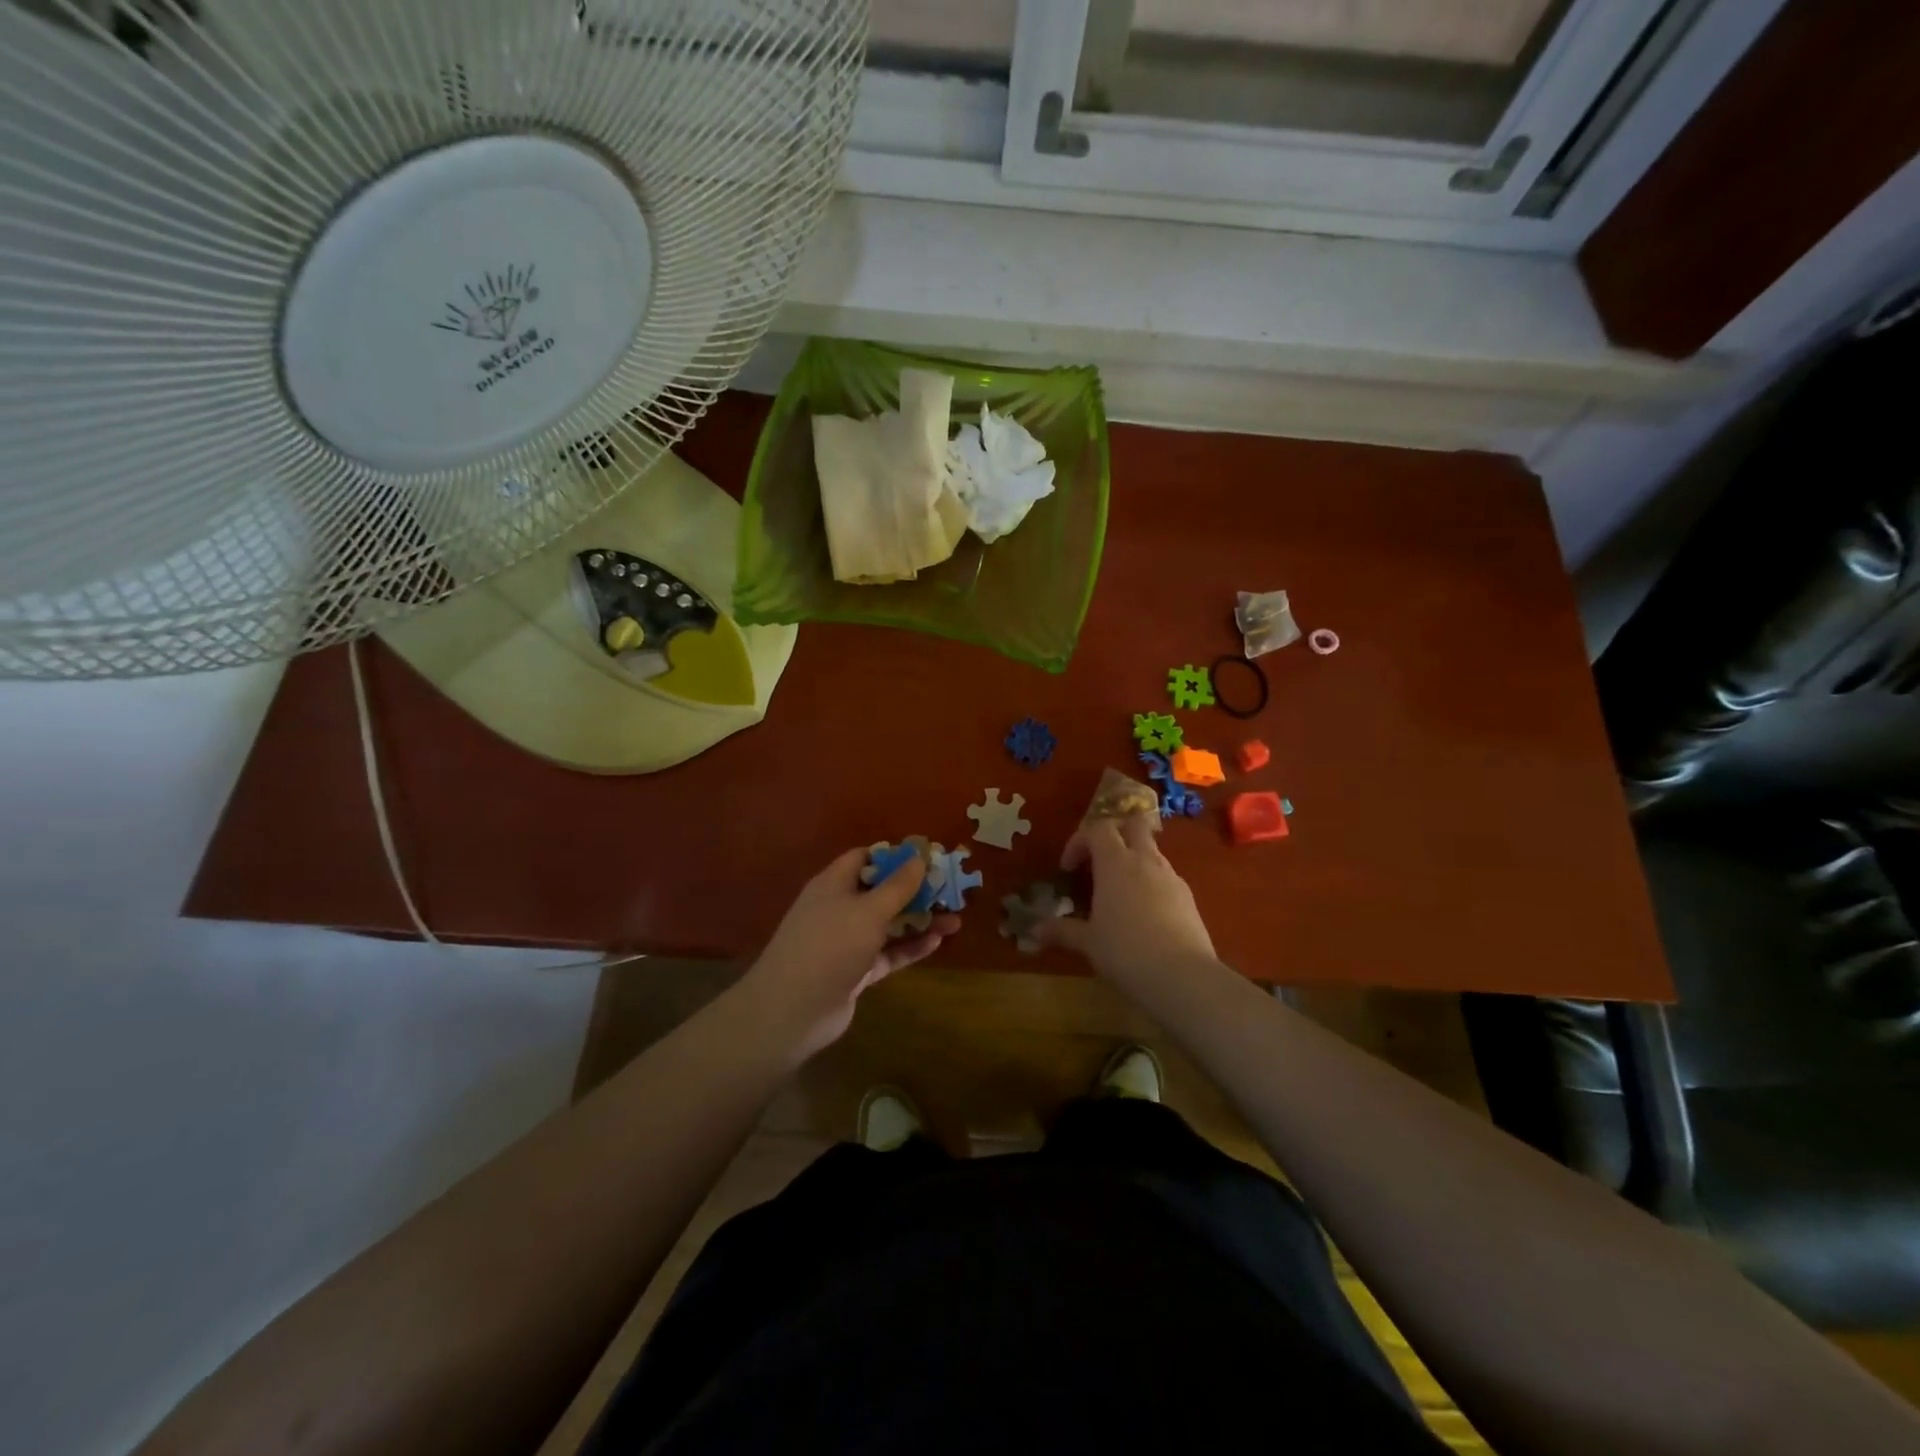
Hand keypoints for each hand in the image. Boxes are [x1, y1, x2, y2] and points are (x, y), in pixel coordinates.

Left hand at [735, 848, 959, 1060]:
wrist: (793, 1010)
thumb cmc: (830, 946)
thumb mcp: (868, 910)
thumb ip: (897, 886)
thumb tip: (918, 857)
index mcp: (834, 884)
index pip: (864, 859)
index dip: (894, 856)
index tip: (926, 858)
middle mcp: (839, 908)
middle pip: (881, 891)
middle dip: (915, 890)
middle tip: (949, 889)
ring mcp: (846, 942)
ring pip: (888, 924)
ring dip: (919, 920)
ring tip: (956, 919)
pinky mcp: (855, 971)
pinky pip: (888, 953)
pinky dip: (910, 947)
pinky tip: (937, 942)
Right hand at [1033, 812, 1216, 984]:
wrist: (1183, 976)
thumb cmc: (1125, 951)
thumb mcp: (1088, 942)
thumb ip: (1061, 930)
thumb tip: (1034, 930)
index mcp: (1115, 862)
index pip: (1096, 829)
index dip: (1078, 842)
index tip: (1068, 869)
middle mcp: (1145, 860)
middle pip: (1132, 825)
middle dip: (1115, 834)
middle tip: (1099, 861)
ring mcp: (1171, 877)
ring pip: (1152, 851)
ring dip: (1134, 860)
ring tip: (1119, 893)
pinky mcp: (1188, 897)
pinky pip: (1166, 877)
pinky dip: (1151, 884)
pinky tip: (1144, 915)